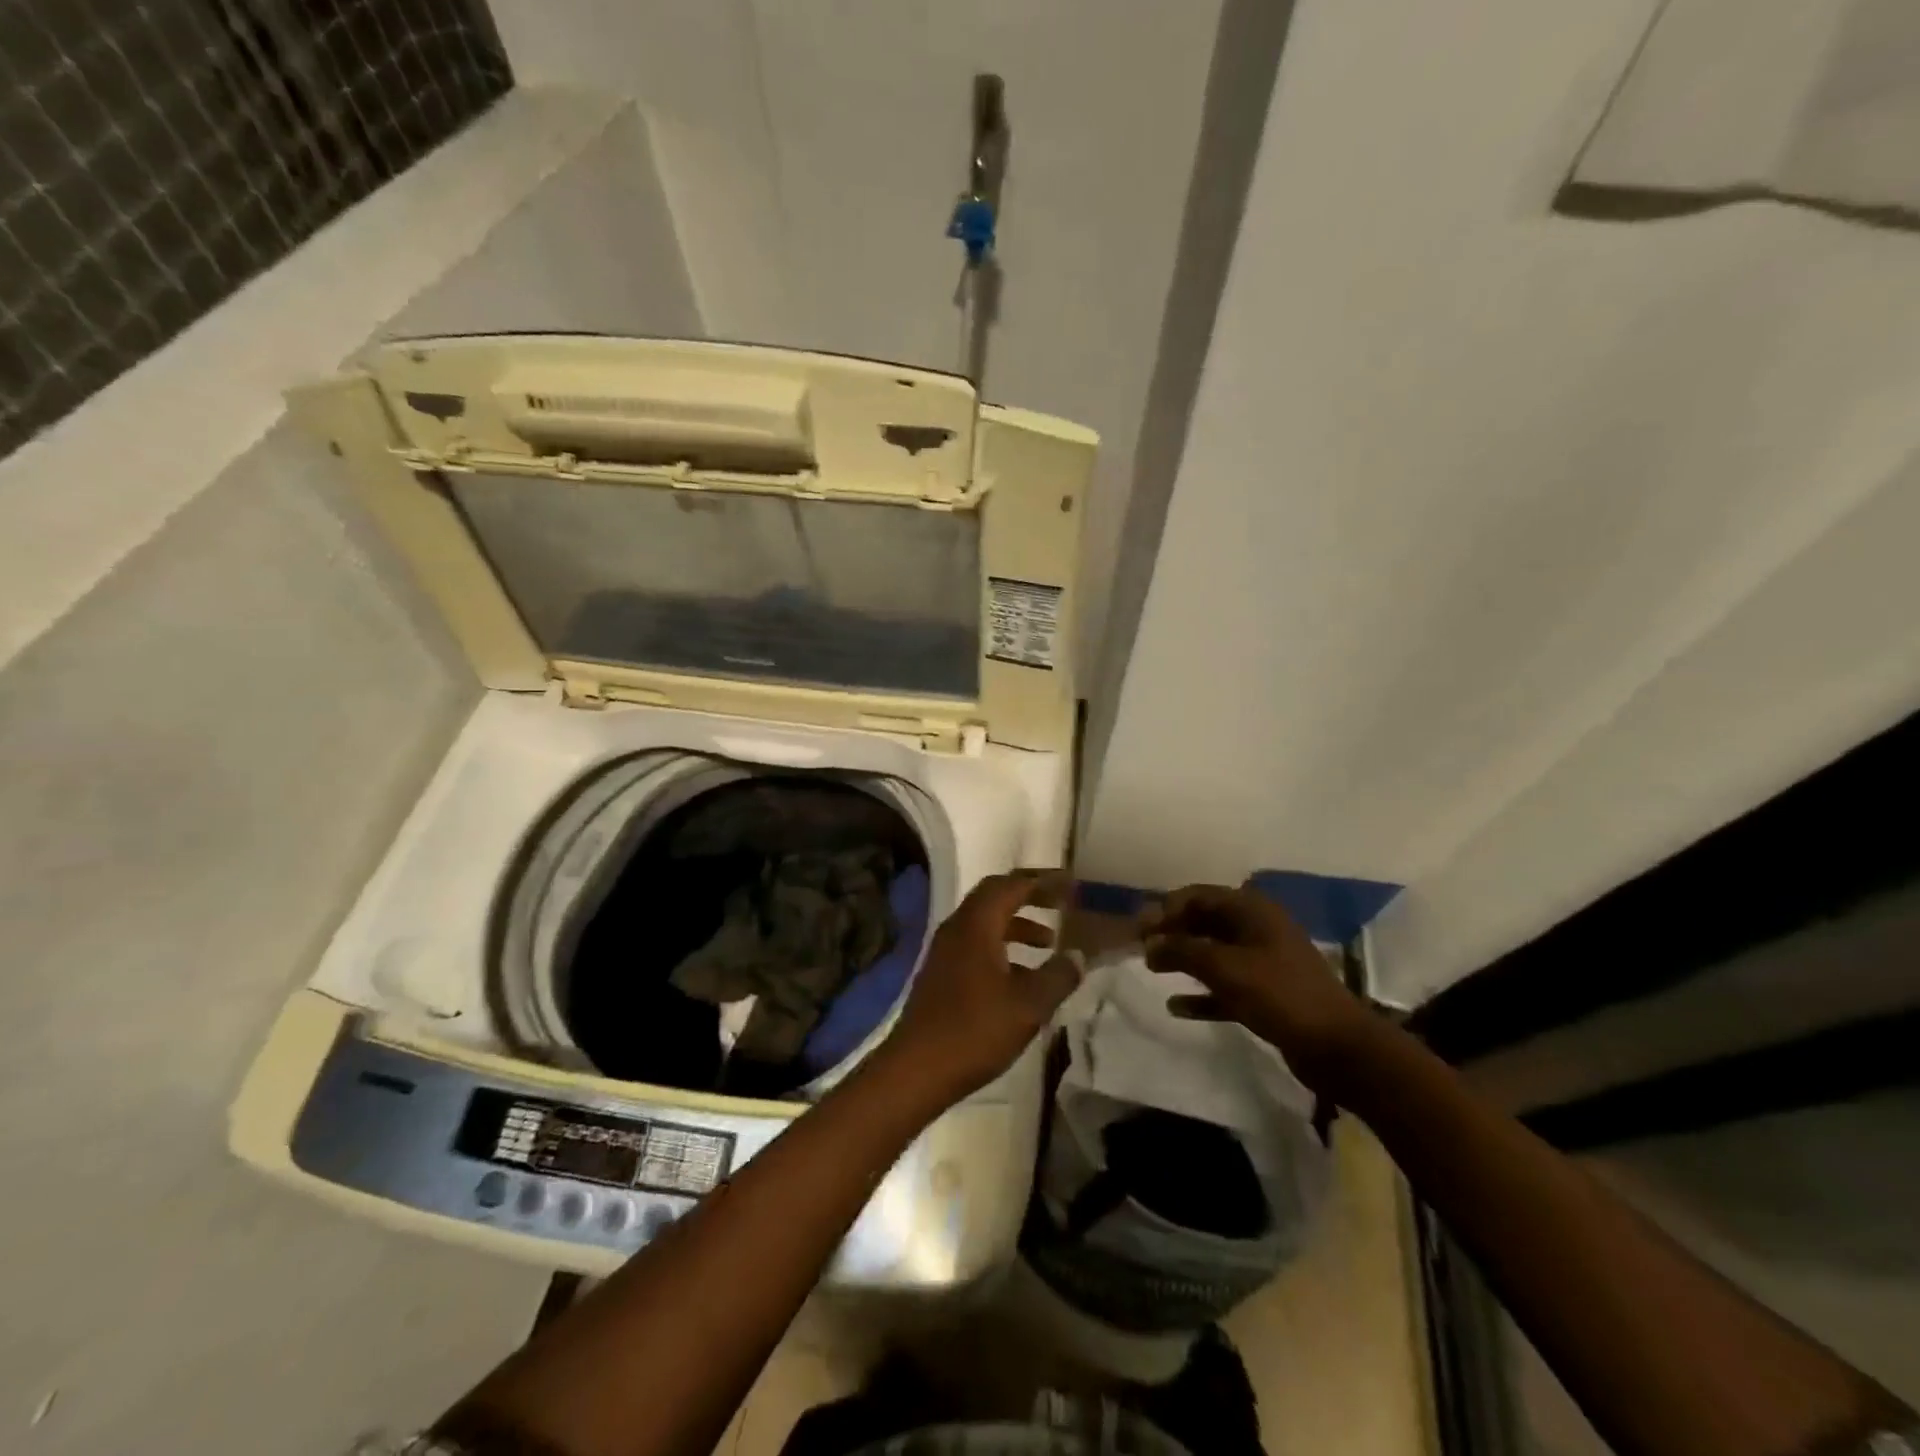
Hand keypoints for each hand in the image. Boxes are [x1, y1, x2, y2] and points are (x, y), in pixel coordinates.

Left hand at [877, 870, 1080, 1110]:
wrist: (916, 1069)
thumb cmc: (974, 1030)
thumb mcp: (1028, 1005)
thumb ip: (1057, 976)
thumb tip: (1078, 955)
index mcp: (976, 925)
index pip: (1011, 885)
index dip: (1043, 881)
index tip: (1071, 883)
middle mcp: (957, 928)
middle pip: (995, 897)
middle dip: (1029, 895)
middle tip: (1061, 901)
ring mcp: (945, 951)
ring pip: (986, 923)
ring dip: (1018, 924)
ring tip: (1050, 942)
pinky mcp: (942, 973)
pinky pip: (977, 944)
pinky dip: (1003, 947)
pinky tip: (1022, 976)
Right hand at [1143, 884, 1375, 1098]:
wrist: (1338, 1047)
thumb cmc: (1279, 994)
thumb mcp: (1225, 967)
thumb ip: (1182, 950)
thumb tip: (1150, 943)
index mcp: (1253, 911)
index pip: (1199, 896)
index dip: (1166, 908)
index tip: (1140, 928)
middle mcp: (1258, 929)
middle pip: (1206, 922)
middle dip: (1173, 932)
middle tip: (1142, 947)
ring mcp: (1265, 963)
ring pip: (1214, 953)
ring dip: (1184, 959)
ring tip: (1153, 969)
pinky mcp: (1268, 995)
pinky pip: (1226, 986)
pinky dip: (1202, 993)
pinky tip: (1176, 1006)